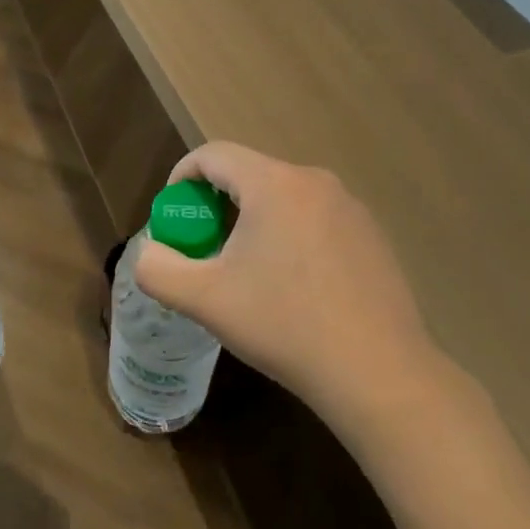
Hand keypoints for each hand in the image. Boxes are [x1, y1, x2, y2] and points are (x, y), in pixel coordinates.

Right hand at [134, 143, 441, 437]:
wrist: (378, 373)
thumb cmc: (284, 325)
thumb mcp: (204, 300)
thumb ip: (158, 269)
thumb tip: (151, 253)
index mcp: (274, 184)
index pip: (214, 155)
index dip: (182, 177)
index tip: (174, 217)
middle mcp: (315, 182)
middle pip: (249, 175)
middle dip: (216, 205)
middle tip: (205, 250)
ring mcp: (351, 208)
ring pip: (284, 198)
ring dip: (254, 221)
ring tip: (248, 272)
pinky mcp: (373, 236)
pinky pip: (315, 219)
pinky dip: (290, 236)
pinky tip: (295, 287)